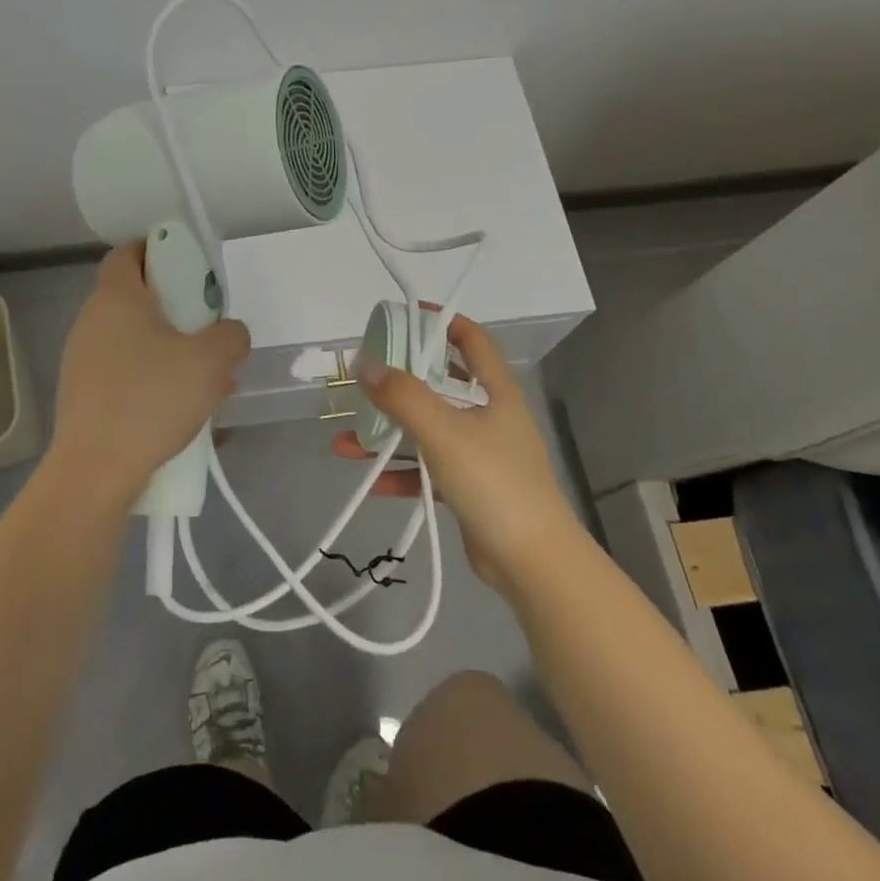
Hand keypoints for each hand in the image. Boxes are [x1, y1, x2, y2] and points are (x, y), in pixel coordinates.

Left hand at [48, 243, 250, 503]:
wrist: (96, 470)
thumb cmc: (152, 398)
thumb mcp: (212, 361)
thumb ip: (231, 336)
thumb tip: (229, 333)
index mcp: (117, 297)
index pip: (130, 252)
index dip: (160, 252)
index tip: (192, 272)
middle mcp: (92, 320)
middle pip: (136, 298)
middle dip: (177, 311)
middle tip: (209, 332)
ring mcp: (82, 359)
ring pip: (134, 340)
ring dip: (170, 350)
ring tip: (206, 379)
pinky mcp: (83, 395)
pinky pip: (125, 371)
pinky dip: (153, 378)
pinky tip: (182, 408)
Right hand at [333, 315, 577, 589]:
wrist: (532, 562)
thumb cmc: (494, 482)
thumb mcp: (444, 431)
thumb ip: (403, 396)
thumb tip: (365, 363)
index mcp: (494, 391)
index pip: (471, 339)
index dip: (441, 322)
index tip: (404, 318)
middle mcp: (489, 416)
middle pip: (440, 385)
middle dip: (399, 384)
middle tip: (363, 380)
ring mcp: (480, 453)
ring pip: (427, 430)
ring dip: (389, 434)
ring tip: (346, 441)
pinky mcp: (470, 488)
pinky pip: (428, 470)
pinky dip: (401, 473)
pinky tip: (372, 481)